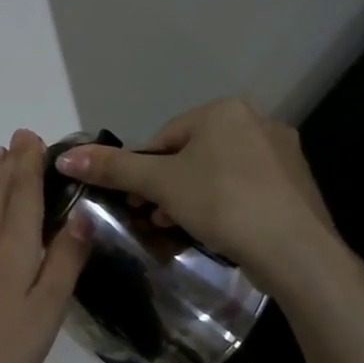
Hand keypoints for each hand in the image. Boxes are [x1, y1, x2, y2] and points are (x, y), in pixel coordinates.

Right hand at [54, 98, 363, 302]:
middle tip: (153, 215)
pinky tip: (215, 230)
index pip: (164, 137)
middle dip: (167, 185)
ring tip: (177, 226)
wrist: (297, 252)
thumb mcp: (159, 184)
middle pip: (191, 153)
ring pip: (218, 172)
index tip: (135, 200)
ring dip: (191, 197)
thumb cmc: (223, 203)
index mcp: (225, 110)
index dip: (143, 170)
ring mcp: (283, 154)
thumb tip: (65, 158)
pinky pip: (246, 188)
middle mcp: (258, 121)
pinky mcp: (297, 185)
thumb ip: (113, 168)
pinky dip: (224, 205)